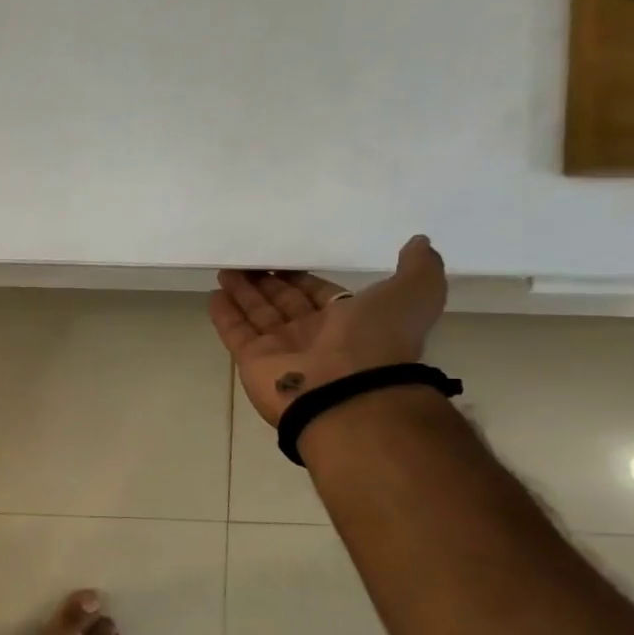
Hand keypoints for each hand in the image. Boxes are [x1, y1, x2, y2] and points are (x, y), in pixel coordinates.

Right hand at [210, 235, 447, 426]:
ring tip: (226, 268)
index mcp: (350, 321)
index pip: (318, 294)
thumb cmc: (378, 339)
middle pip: (283, 302)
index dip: (301, 278)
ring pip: (257, 314)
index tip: (282, 259)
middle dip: (266, 282)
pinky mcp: (253, 360)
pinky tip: (214, 294)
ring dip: (242, 292)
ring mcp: (281, 350)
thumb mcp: (415, 293)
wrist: (348, 391)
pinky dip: (224, 314)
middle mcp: (314, 336)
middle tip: (247, 260)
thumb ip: (418, 268)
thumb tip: (418, 243)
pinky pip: (236, 332)